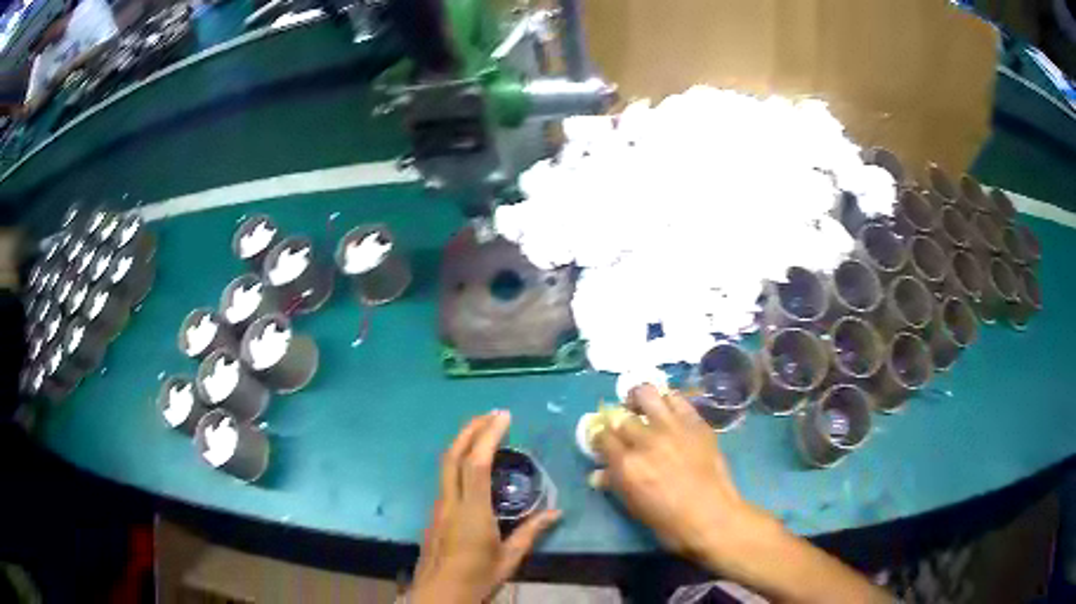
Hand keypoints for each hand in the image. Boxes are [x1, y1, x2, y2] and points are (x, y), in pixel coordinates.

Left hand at [410, 411, 561, 603]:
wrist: (438, 596)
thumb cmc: (476, 579)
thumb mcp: (508, 560)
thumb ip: (531, 533)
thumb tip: (556, 513)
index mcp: (471, 512)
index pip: (477, 464)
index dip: (489, 436)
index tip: (504, 416)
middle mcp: (450, 503)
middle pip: (454, 456)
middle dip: (470, 429)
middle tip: (492, 414)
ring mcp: (438, 507)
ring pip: (445, 465)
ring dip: (463, 443)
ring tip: (483, 432)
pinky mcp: (434, 515)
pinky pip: (445, 479)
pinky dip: (459, 461)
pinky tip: (472, 467)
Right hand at [591, 385, 769, 563]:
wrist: (712, 516)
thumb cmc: (668, 521)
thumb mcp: (634, 506)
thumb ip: (615, 484)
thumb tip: (598, 473)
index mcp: (627, 464)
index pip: (602, 436)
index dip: (599, 437)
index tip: (602, 442)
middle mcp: (646, 440)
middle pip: (621, 417)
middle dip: (618, 423)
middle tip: (624, 431)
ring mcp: (672, 427)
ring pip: (646, 394)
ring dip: (638, 399)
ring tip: (640, 407)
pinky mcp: (695, 422)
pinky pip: (676, 399)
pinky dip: (667, 401)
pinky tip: (666, 411)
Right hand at [592, 386, 889, 603]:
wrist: (737, 527)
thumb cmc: (692, 534)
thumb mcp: (653, 520)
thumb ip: (631, 493)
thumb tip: (613, 476)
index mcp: (648, 469)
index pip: (615, 437)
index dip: (606, 429)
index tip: (601, 425)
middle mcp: (668, 445)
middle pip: (635, 414)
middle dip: (624, 407)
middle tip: (622, 403)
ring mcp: (694, 434)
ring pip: (665, 399)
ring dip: (653, 393)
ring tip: (648, 388)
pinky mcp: (715, 433)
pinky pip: (695, 406)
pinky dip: (684, 397)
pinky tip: (683, 395)